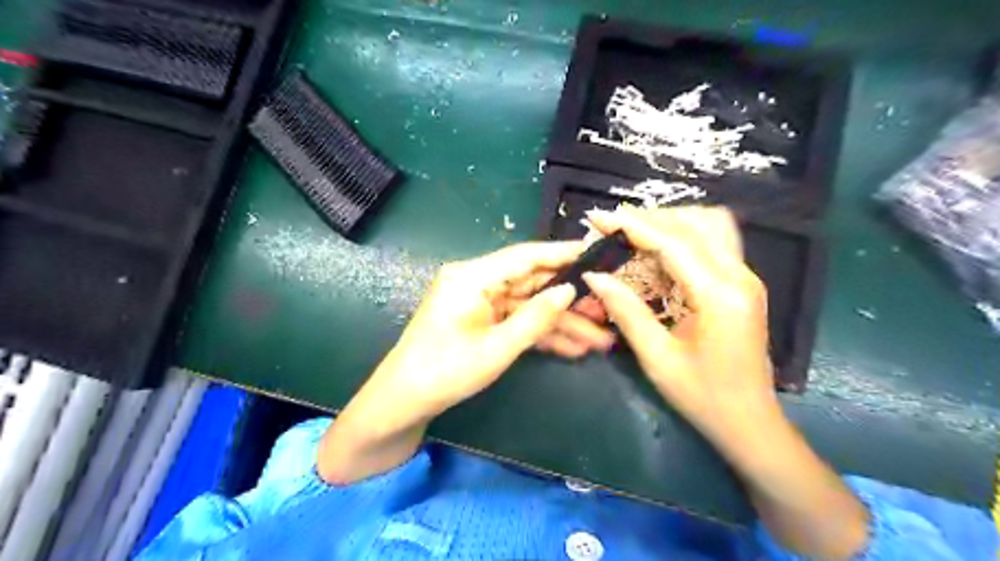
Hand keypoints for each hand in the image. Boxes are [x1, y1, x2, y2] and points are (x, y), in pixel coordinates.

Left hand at [371, 241, 613, 420]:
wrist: (403, 403)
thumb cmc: (445, 372)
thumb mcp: (497, 348)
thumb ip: (536, 318)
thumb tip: (569, 291)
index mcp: (473, 277)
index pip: (525, 256)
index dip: (561, 254)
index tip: (595, 252)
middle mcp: (476, 281)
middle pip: (531, 282)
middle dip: (568, 300)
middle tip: (605, 309)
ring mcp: (478, 302)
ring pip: (528, 305)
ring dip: (560, 323)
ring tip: (599, 339)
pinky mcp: (480, 320)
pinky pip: (516, 320)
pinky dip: (540, 333)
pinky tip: (572, 348)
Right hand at [580, 205, 780, 447]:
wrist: (751, 423)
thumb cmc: (703, 397)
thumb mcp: (657, 358)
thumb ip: (626, 311)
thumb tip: (594, 276)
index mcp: (720, 296)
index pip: (673, 242)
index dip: (632, 225)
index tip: (599, 217)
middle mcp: (740, 277)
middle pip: (696, 222)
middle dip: (650, 218)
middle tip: (613, 227)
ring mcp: (747, 278)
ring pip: (710, 225)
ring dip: (670, 222)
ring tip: (633, 234)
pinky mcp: (743, 284)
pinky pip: (714, 242)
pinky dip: (683, 235)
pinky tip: (658, 250)